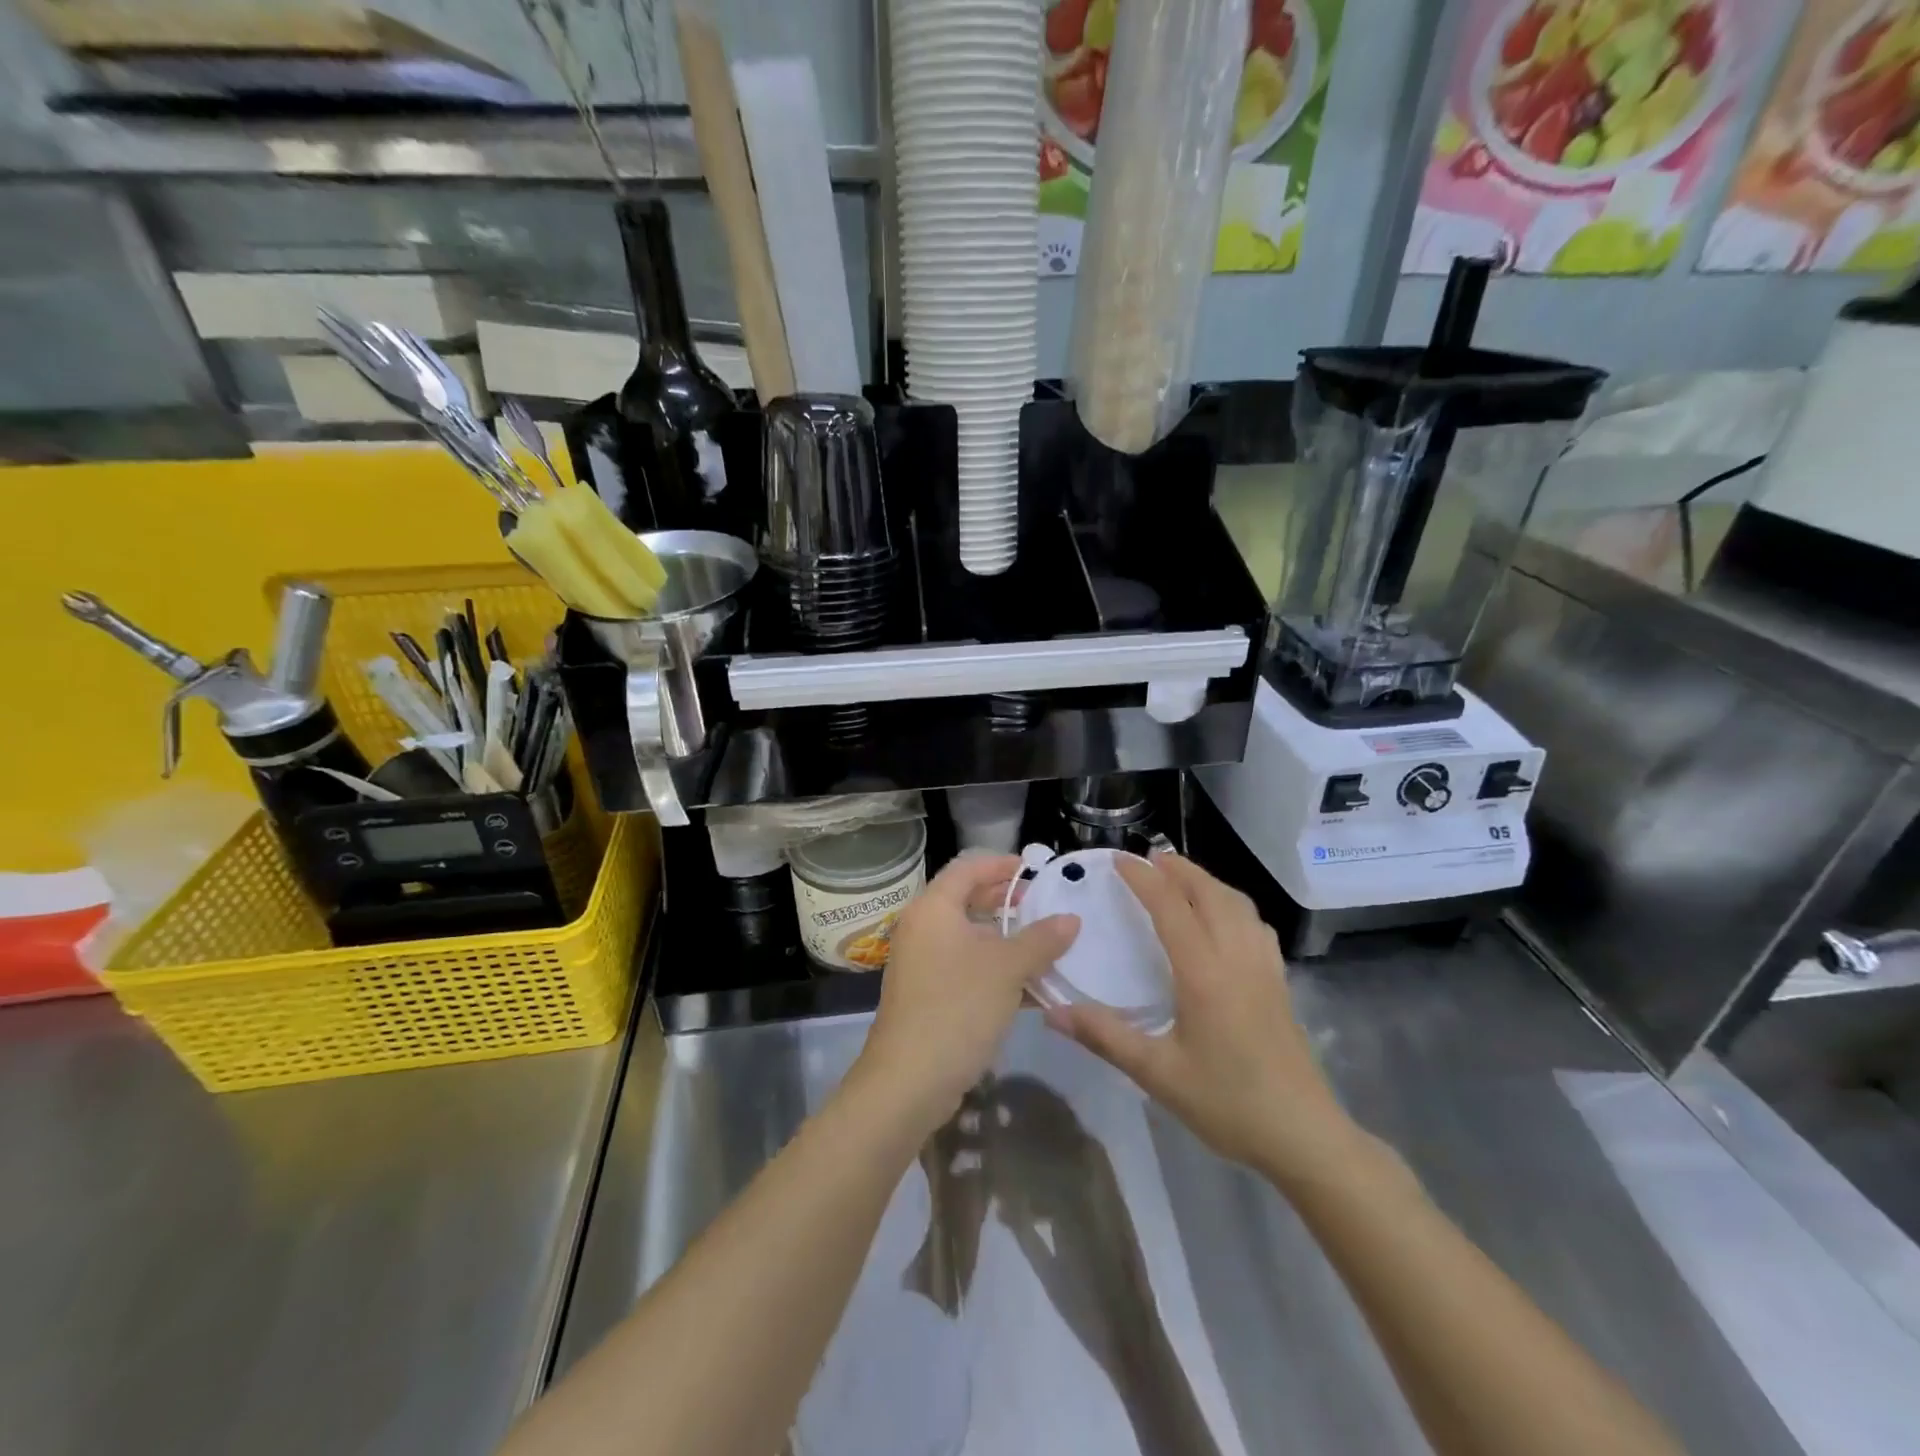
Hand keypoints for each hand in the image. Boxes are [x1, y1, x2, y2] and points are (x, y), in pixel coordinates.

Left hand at [855, 854, 1078, 1131]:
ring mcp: (921, 964)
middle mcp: (922, 929)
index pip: (967, 868)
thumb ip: (1041, 939)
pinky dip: (995, 969)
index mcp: (933, 909)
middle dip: (1005, 901)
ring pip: (969, 938)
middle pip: (966, 900)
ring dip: (1005, 939)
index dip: (1001, 864)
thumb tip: (1071, 918)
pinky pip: (966, 968)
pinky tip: (1031, 987)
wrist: (909, 1081)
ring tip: (1045, 944)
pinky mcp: (927, 996)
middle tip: (1042, 904)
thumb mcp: (1007, 969)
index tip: (1034, 869)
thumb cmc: (958, 1008)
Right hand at [1044, 851, 1362, 1187]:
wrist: (1303, 1135)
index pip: (1170, 907)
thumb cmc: (1228, 1103)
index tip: (1119, 860)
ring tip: (1182, 878)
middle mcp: (1236, 957)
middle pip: (1210, 893)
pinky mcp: (1279, 982)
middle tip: (1149, 859)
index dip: (1143, 879)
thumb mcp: (1158, 1074)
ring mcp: (1264, 967)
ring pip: (1237, 904)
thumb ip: (1105, 1037)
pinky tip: (1225, 919)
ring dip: (1207, 882)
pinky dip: (1233, 904)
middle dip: (1179, 869)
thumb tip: (1053, 1012)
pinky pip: (1255, 924)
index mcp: (1204, 972)